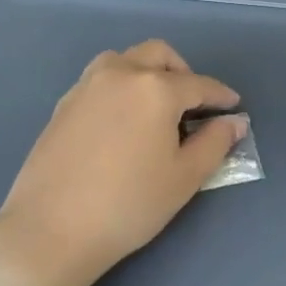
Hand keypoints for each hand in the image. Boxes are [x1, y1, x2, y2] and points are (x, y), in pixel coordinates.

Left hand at [0, 42, 244, 285]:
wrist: (51, 230)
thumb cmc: (129, 205)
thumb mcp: (185, 177)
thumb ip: (215, 143)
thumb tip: (234, 122)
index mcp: (155, 89)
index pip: (199, 84)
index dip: (221, 96)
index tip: (234, 107)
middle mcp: (120, 74)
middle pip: (159, 55)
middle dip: (183, 72)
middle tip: (194, 104)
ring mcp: (86, 86)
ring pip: (124, 60)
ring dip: (147, 71)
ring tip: (156, 106)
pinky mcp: (63, 105)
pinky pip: (100, 79)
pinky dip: (121, 86)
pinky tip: (124, 121)